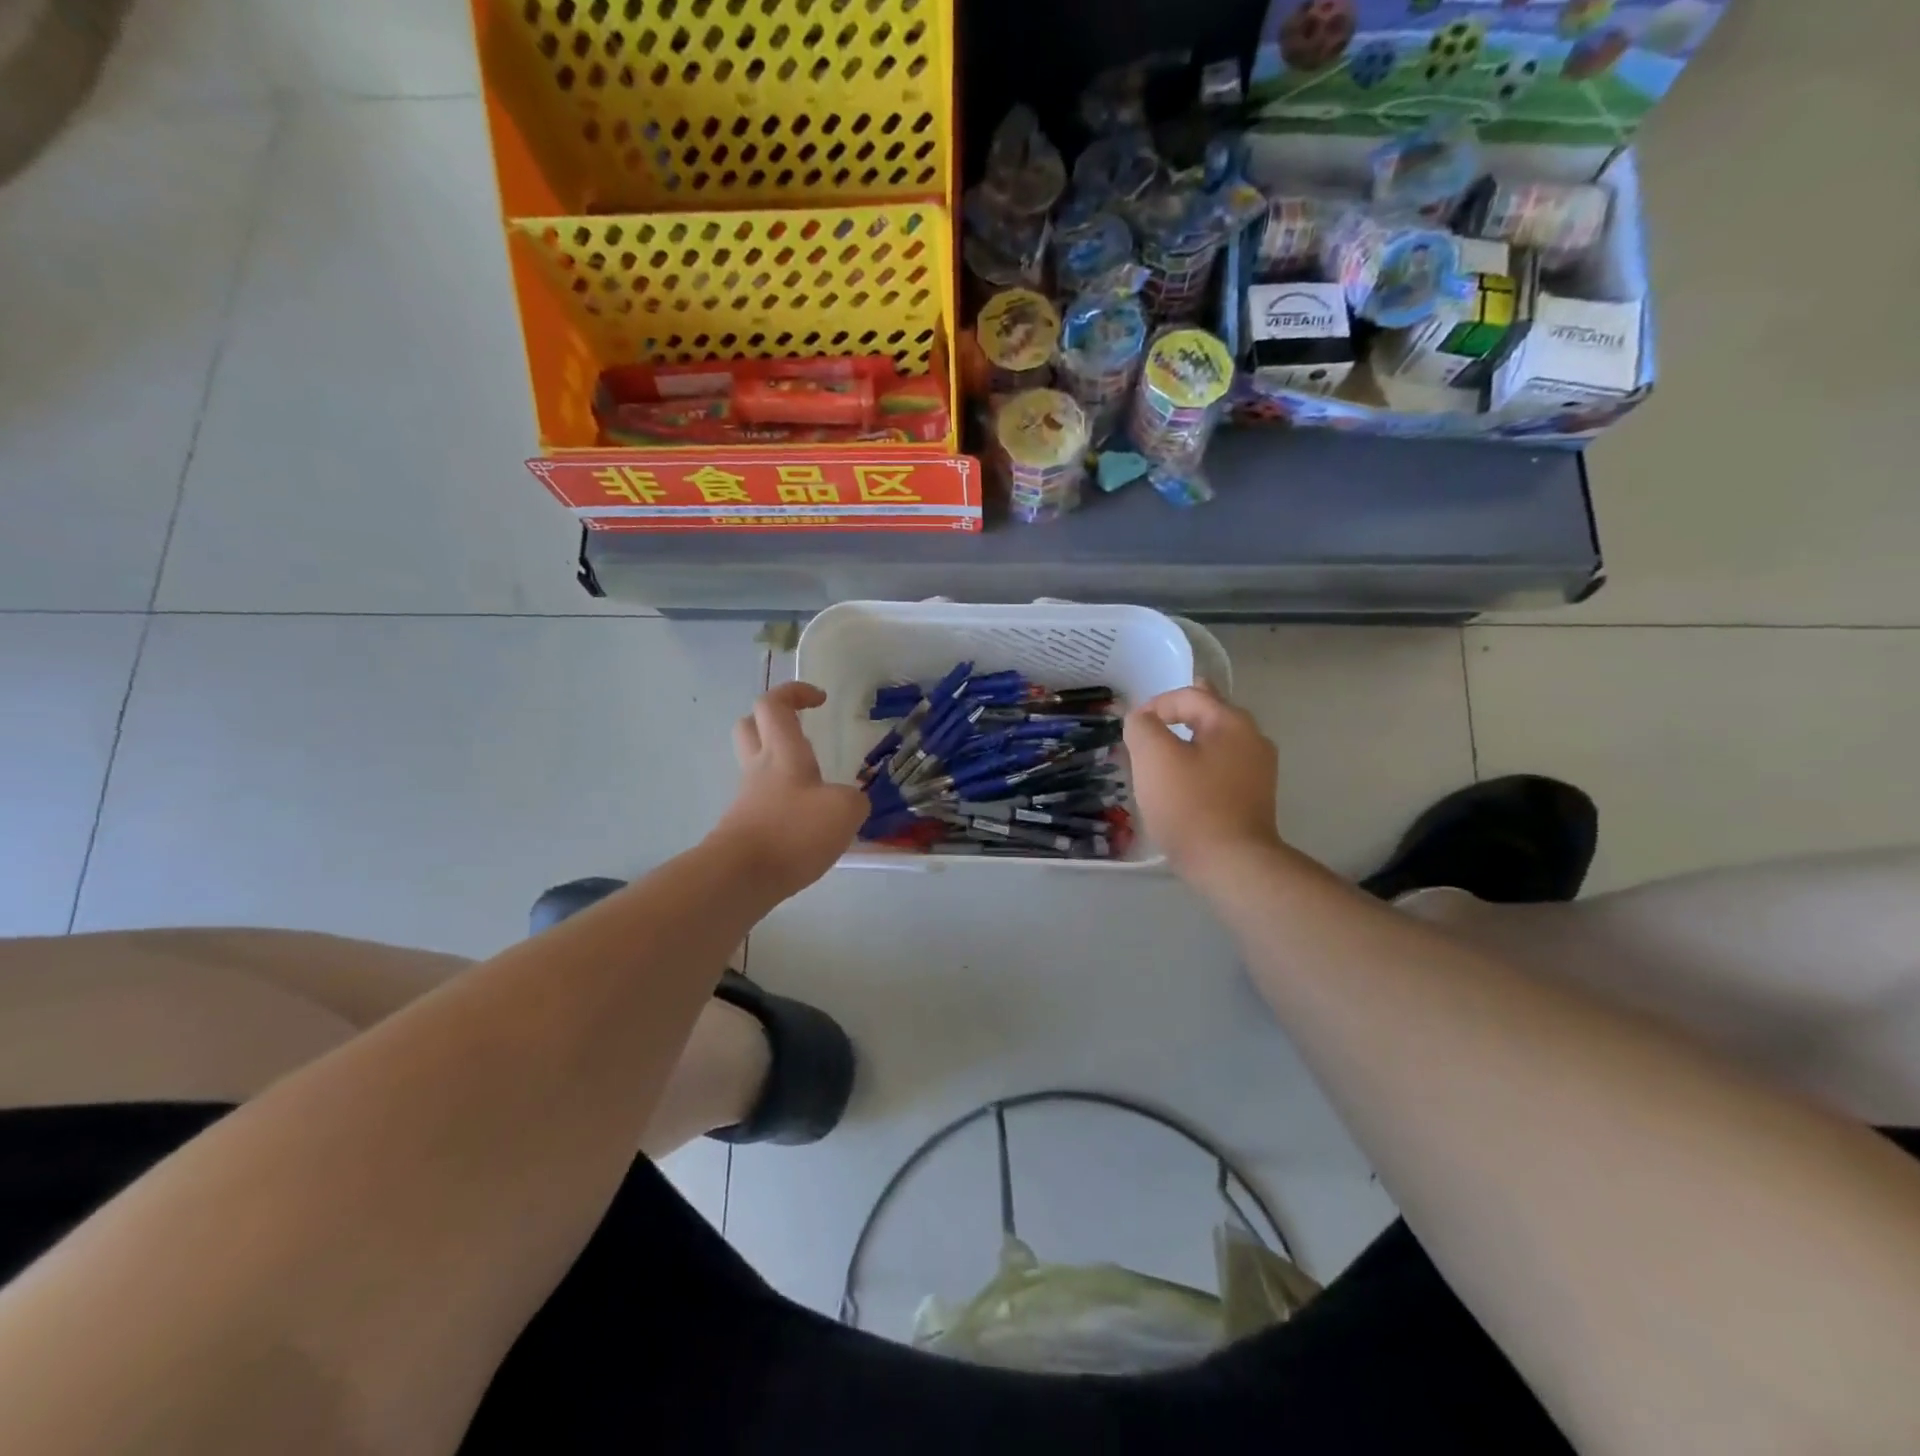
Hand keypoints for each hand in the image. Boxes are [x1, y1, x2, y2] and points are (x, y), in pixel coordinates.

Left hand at [712, 682, 866, 898]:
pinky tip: (806, 824)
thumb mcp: (845, 811)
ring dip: (780, 765)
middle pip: (750, 726)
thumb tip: (851, 802)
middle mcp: (759, 768)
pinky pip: (762, 801)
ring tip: (814, 785)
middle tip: (802, 731)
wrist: (740, 877)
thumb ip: (855, 799)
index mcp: (783, 751)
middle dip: (773, 721)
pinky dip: (782, 802)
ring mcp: (747, 798)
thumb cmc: (793, 831)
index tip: (820, 700)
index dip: (795, 692)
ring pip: (756, 765)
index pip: (774, 703)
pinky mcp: (743, 827)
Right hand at [1124, 685, 1285, 881]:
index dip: (1155, 704)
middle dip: (1180, 714)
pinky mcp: (1254, 799)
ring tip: (1164, 753)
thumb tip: (1142, 719)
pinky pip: (1222, 769)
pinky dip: (1201, 766)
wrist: (1231, 864)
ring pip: (1217, 743)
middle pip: (1210, 714)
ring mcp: (1259, 772)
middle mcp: (1253, 740)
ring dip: (1191, 742)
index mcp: (1232, 722)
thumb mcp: (1153, 757)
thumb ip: (1142, 727)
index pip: (1189, 695)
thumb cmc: (1190, 805)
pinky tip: (1184, 782)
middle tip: (1154, 722)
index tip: (1131, 728)